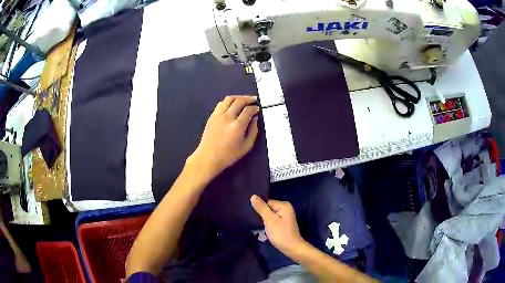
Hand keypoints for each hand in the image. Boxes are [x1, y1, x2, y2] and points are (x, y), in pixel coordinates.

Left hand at [189, 95, 259, 178]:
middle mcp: (227, 117)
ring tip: (243, 100)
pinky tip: (232, 105)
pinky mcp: (211, 116)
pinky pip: (221, 104)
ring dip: (238, 97)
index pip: (248, 110)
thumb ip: (253, 131)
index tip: (257, 109)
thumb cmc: (229, 155)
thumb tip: (254, 119)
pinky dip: (228, 101)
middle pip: (239, 101)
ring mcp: (218, 115)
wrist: (208, 157)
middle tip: (254, 100)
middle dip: (248, 99)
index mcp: (237, 126)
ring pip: (229, 99)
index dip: (255, 107)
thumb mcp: (246, 146)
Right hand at [250, 195, 304, 255]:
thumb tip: (253, 196)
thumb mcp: (269, 220)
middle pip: (268, 208)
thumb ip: (261, 208)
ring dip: (264, 220)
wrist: (292, 248)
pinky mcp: (283, 224)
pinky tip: (263, 229)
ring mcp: (285, 217)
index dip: (260, 209)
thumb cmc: (281, 233)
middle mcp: (286, 209)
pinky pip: (273, 220)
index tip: (253, 215)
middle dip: (262, 214)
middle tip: (253, 220)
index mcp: (284, 205)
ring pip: (270, 215)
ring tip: (257, 225)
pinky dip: (268, 224)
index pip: (267, 202)